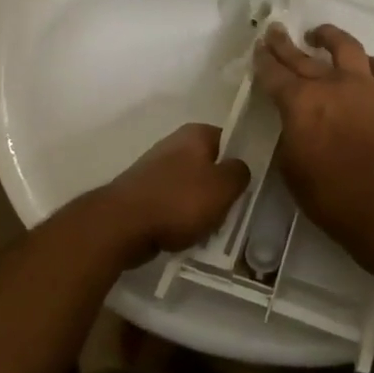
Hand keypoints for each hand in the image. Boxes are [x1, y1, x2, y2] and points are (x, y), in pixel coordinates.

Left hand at [101, 123, 250, 262]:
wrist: (122, 225)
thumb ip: (240, 173)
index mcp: (195, 134)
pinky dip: (182, 220)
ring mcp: (156, 170)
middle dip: (221, 190)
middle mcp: (174, 145)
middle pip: (210, 166)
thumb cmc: (179, 201)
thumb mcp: (224, 187)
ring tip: (212, 230)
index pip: (230, 140)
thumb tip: (239, 168)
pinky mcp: (144, 194)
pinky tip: (188, 237)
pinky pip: (173, 205)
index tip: (251, 184)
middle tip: (233, 212)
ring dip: (202, 208)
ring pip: (192, 188)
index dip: (243, 161)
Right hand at [252, 23, 373, 259]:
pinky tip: (364, 66)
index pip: (274, 73)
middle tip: (275, 30)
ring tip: (320, 35)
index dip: (263, 60)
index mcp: (301, 102)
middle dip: (285, 43)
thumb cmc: (329, 196)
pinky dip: (369, 64)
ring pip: (348, 48)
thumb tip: (294, 120)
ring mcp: (366, 88)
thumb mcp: (290, 167)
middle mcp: (332, 85)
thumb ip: (289, 133)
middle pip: (303, 56)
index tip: (258, 48)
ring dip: (330, 37)